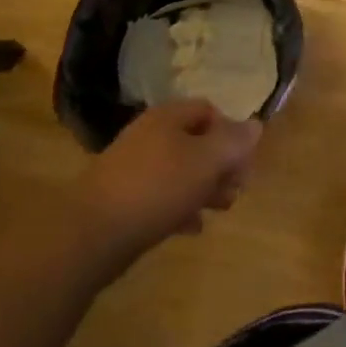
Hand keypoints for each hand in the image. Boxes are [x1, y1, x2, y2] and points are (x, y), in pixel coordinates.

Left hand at [73, 99, 262, 272]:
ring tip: (220, 209)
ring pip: (180, 171)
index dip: (231, 132)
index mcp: (168, 117)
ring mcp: (132, 168)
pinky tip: (192, 227)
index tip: (244, 160)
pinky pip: (160, 197)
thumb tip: (255, 125)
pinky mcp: (121, 200)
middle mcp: (149, 136)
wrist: (90, 236)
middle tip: (237, 189)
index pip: (209, 110)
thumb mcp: (207, 160)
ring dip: (204, 187)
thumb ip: (234, 142)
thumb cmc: (157, 188)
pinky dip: (180, 208)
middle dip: (221, 164)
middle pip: (196, 142)